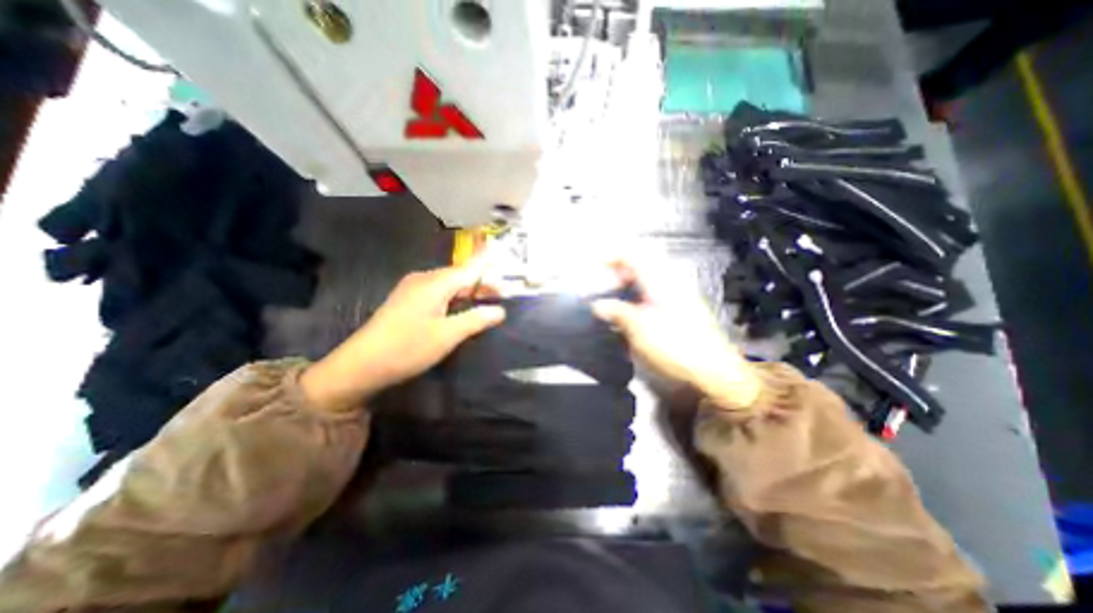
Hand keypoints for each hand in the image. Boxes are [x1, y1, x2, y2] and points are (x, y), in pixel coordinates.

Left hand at [296, 264, 502, 412]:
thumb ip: (476, 320)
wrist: (361, 365)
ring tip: (487, 299)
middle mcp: (424, 280)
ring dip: (469, 291)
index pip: (469, 268)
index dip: (487, 263)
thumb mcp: (447, 336)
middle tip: (503, 293)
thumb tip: (500, 310)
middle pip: (459, 276)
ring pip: (449, 285)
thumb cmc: (407, 348)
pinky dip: (455, 297)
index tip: (502, 251)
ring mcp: (413, 289)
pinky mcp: (407, 300)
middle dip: (481, 283)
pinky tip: (462, 307)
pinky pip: (438, 292)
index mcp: (435, 283)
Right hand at [593, 259, 762, 412]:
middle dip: (615, 273)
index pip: (632, 254)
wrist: (712, 372)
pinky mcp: (677, 310)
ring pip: (643, 281)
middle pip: (638, 265)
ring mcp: (675, 296)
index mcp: (660, 281)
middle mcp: (669, 282)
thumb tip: (598, 305)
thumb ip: (617, 311)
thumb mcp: (640, 329)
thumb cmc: (675, 347)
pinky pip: (650, 294)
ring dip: (624, 287)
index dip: (610, 257)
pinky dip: (634, 298)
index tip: (592, 269)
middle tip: (600, 289)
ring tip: (610, 303)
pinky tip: (627, 315)